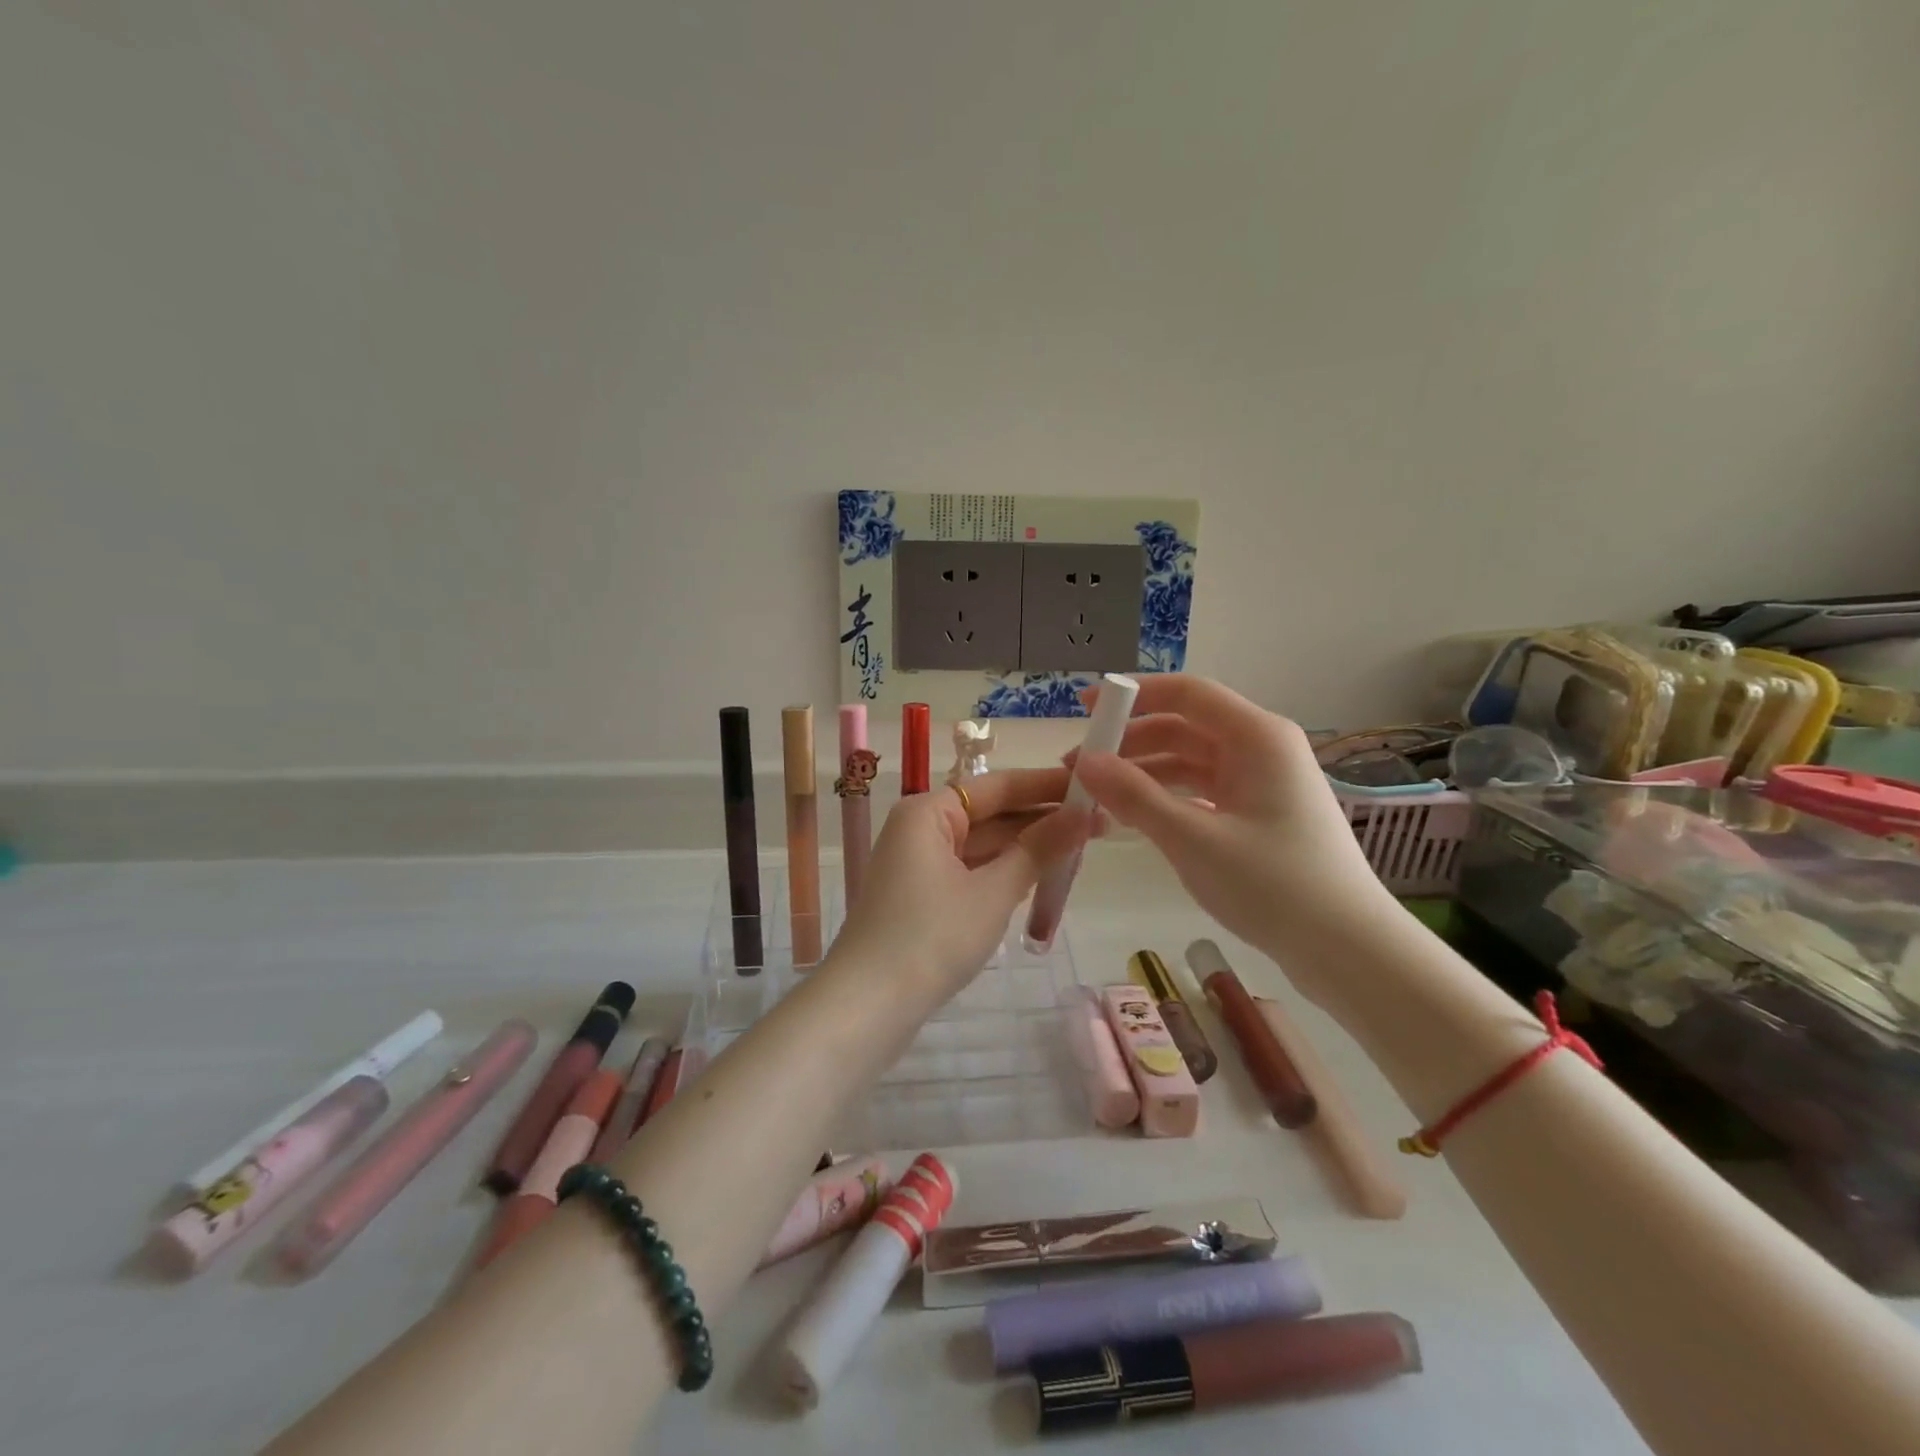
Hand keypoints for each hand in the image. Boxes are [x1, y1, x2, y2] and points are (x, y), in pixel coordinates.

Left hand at [836, 770, 1093, 998]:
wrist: (868, 1006)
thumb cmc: (931, 937)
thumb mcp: (992, 892)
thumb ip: (1038, 850)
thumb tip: (1082, 814)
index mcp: (928, 812)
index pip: (997, 786)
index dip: (1046, 785)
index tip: (1092, 784)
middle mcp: (920, 829)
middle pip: (989, 814)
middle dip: (1041, 819)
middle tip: (1100, 822)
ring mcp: (919, 864)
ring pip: (982, 846)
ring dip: (1026, 848)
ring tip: (1082, 847)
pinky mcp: (922, 897)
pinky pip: (971, 871)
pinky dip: (1004, 873)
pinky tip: (1042, 876)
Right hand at [1071, 675, 1394, 969]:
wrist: (1347, 949)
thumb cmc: (1274, 885)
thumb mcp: (1193, 839)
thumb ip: (1134, 796)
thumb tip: (1084, 762)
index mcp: (1257, 737)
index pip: (1187, 693)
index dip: (1133, 695)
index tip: (1085, 709)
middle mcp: (1260, 748)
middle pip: (1184, 726)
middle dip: (1130, 742)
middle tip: (1078, 767)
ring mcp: (1261, 782)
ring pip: (1189, 761)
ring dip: (1143, 772)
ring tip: (1095, 796)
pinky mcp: (1258, 813)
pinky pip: (1201, 790)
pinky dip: (1165, 797)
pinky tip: (1132, 816)